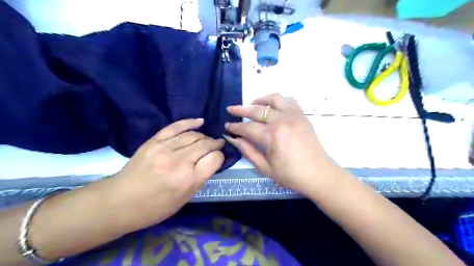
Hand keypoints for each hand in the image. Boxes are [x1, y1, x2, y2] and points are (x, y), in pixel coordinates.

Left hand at [111, 118, 224, 231]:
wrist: (120, 201)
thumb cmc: (156, 206)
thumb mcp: (185, 199)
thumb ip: (200, 178)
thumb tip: (211, 161)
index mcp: (189, 179)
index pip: (215, 159)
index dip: (220, 157)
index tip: (218, 159)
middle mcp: (180, 161)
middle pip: (206, 144)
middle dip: (215, 144)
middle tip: (218, 145)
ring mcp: (166, 148)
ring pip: (193, 135)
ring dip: (204, 136)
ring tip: (207, 140)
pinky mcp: (155, 141)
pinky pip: (176, 126)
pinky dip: (190, 122)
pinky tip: (200, 121)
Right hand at [226, 94, 340, 194]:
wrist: (319, 174)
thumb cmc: (291, 175)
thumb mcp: (265, 168)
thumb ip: (248, 151)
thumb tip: (233, 139)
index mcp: (273, 136)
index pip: (248, 128)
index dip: (235, 127)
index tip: (227, 126)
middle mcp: (283, 120)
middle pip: (257, 110)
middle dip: (241, 109)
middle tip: (231, 109)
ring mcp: (294, 115)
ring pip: (274, 98)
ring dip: (260, 100)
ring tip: (252, 104)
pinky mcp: (302, 115)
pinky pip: (288, 100)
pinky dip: (277, 100)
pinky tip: (272, 106)